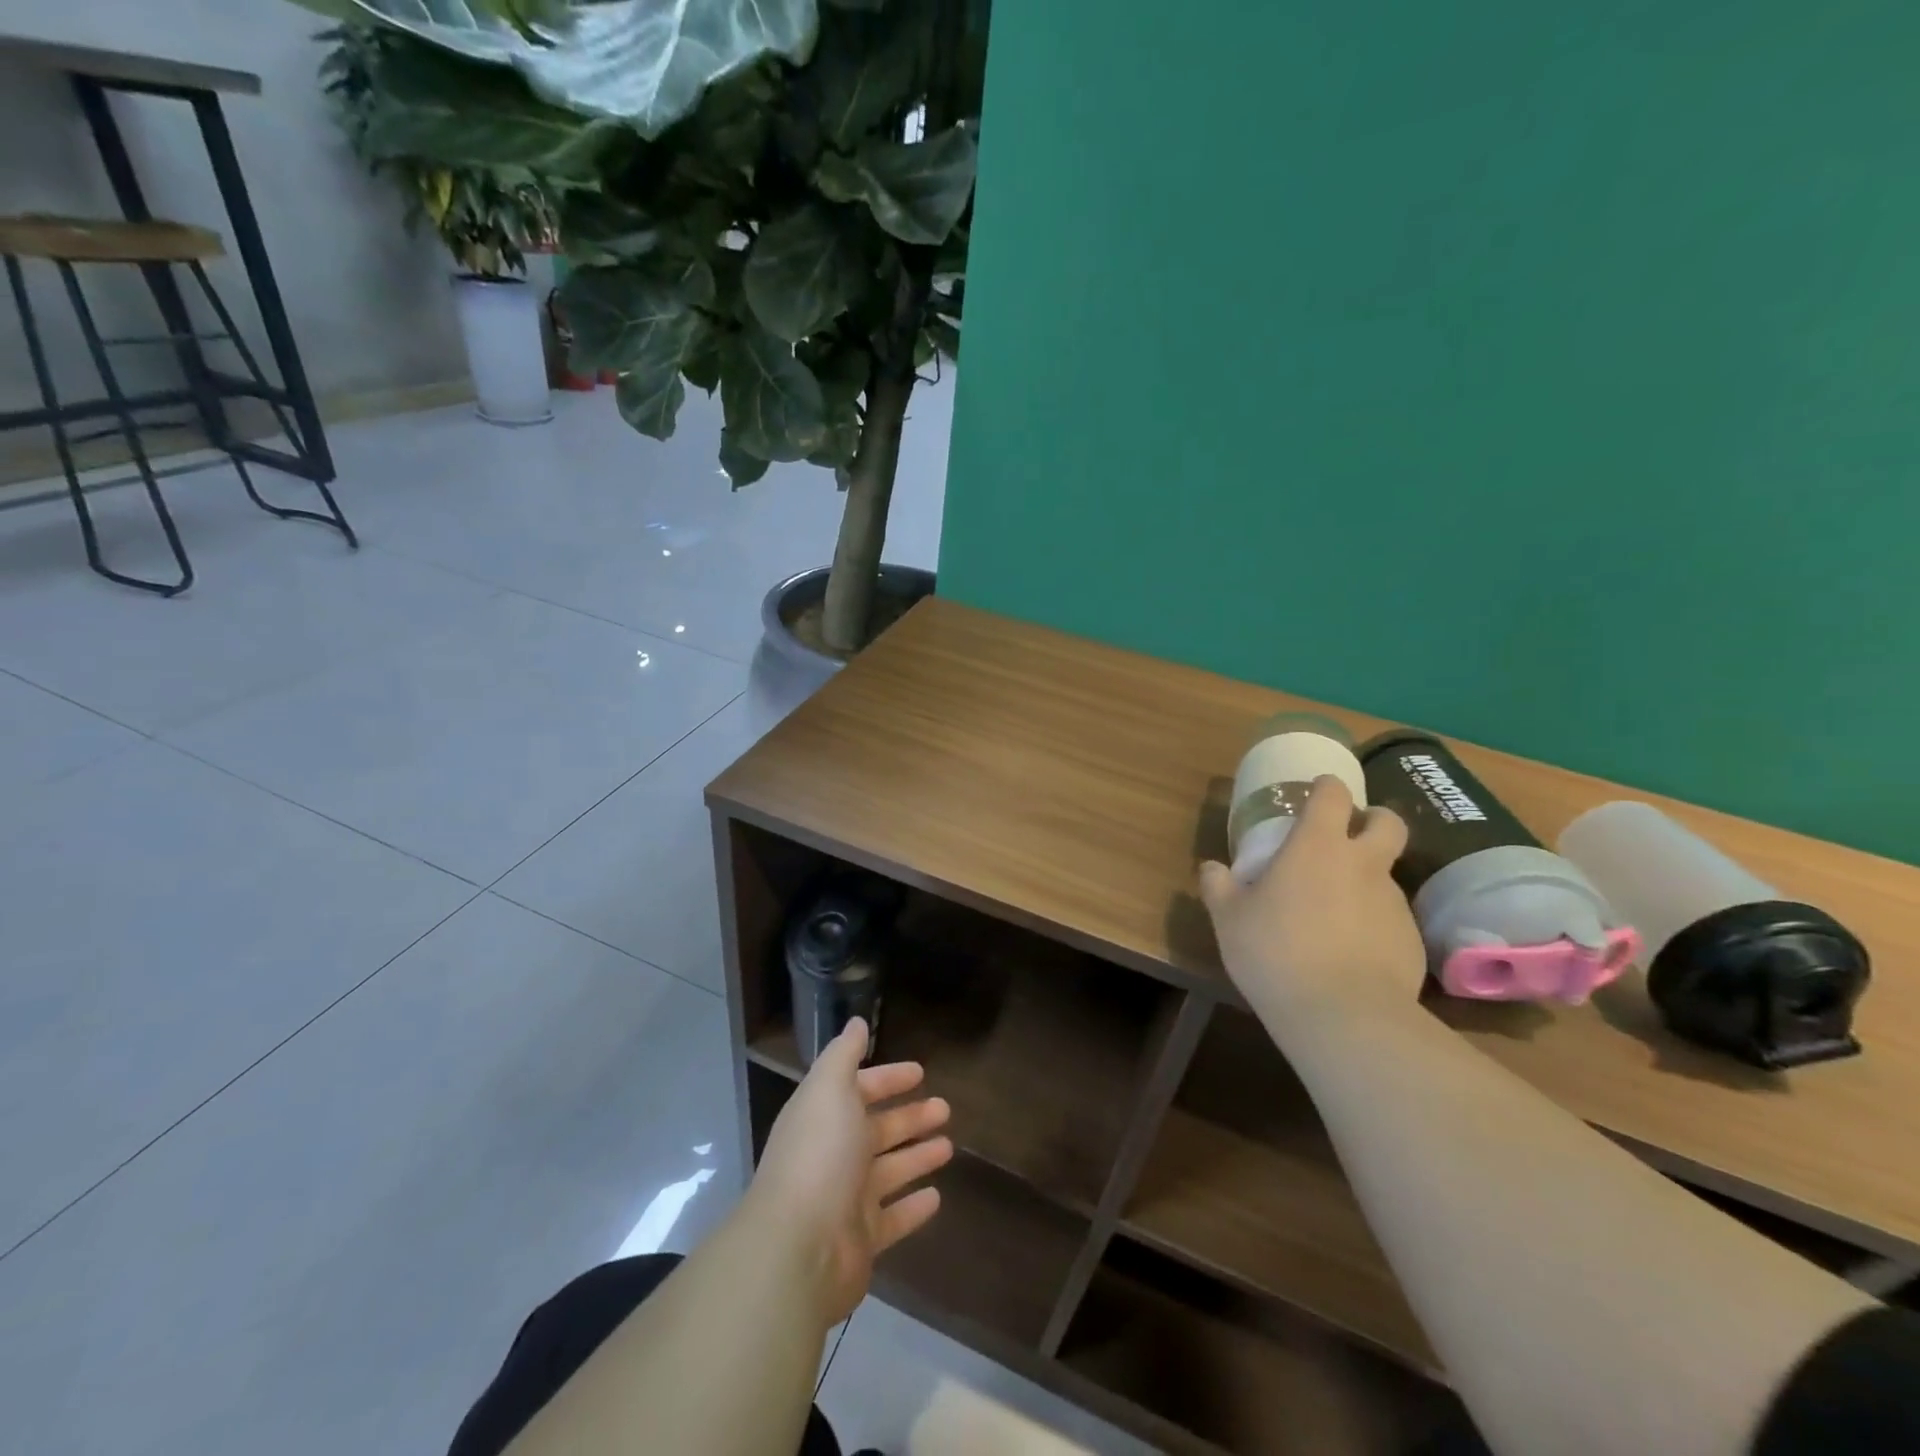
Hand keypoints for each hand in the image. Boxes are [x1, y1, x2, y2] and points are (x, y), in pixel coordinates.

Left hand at [748, 1019, 952, 1327]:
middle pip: (878, 1130)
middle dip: (910, 1117)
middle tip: (946, 1108)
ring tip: (949, 1146)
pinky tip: (937, 1196)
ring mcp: (847, 1199)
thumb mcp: (829, 1089)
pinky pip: (894, 1218)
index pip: (859, 1090)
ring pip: (889, 1171)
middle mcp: (834, 1154)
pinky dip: (914, 1207)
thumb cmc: (819, 1154)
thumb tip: (856, 1022)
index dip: (888, 1078)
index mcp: (824, 1116)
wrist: (799, 1247)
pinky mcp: (862, 1240)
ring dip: (917, 1156)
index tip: (920, 1071)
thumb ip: (843, 1054)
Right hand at [1200, 774, 1425, 1027]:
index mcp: (1317, 846)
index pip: (1332, 795)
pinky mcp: (1411, 940)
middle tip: (1349, 835)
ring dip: (1366, 878)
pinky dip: (1373, 922)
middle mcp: (1362, 864)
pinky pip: (1391, 917)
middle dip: (1373, 819)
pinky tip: (1350, 951)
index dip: (1325, 788)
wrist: (1344, 1016)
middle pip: (1388, 821)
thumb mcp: (1229, 919)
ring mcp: (1392, 902)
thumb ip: (1218, 886)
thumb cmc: (1275, 952)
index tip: (1315, 792)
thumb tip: (1211, 868)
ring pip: (1386, 873)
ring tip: (1336, 909)